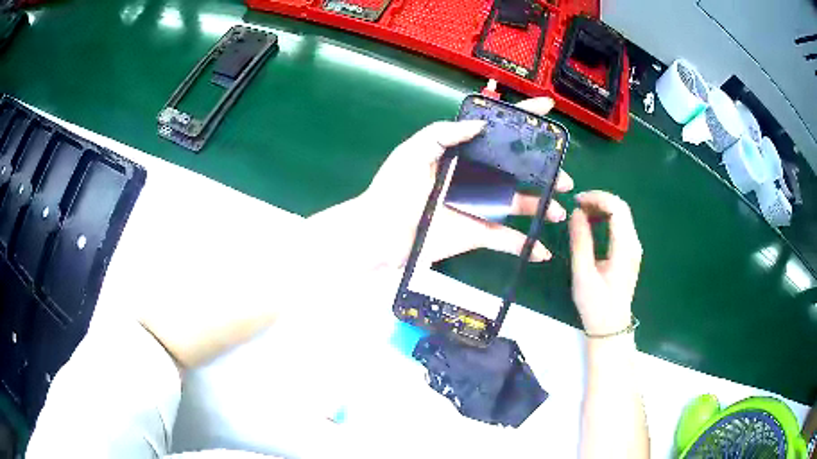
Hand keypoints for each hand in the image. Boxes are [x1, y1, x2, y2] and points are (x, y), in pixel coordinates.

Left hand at [360, 97, 573, 265]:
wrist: (378, 234)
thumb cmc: (392, 190)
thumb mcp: (412, 153)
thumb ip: (443, 134)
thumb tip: (481, 124)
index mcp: (462, 155)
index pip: (496, 132)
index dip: (522, 119)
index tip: (548, 108)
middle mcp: (475, 178)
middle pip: (518, 171)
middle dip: (545, 172)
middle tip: (566, 179)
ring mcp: (478, 207)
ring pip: (518, 205)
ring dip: (542, 208)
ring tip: (559, 212)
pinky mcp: (476, 234)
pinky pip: (505, 240)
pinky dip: (524, 246)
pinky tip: (541, 251)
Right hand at [569, 191, 641, 335]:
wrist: (611, 327)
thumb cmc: (595, 305)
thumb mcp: (583, 275)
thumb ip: (580, 242)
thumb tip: (576, 212)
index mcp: (624, 248)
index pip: (617, 208)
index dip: (597, 198)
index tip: (577, 201)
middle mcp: (634, 244)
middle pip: (621, 207)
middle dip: (599, 200)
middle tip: (577, 205)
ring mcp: (634, 247)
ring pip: (622, 214)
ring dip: (602, 207)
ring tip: (581, 212)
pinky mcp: (630, 251)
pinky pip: (620, 224)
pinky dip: (606, 217)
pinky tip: (592, 223)